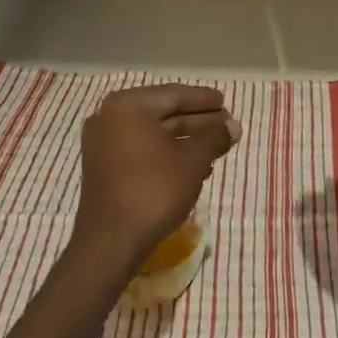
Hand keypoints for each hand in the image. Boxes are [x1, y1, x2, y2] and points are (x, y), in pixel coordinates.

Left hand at [73, 85, 239, 277]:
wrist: (111, 242)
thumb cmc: (154, 190)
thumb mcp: (192, 161)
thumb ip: (214, 138)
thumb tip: (234, 126)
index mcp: (129, 106)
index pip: (174, 95)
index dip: (203, 99)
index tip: (224, 101)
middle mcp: (110, 117)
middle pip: (163, 112)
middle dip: (196, 120)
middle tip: (225, 124)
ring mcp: (104, 143)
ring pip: (153, 133)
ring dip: (185, 138)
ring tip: (216, 145)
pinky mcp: (104, 167)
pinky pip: (141, 149)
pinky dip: (167, 152)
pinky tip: (193, 165)